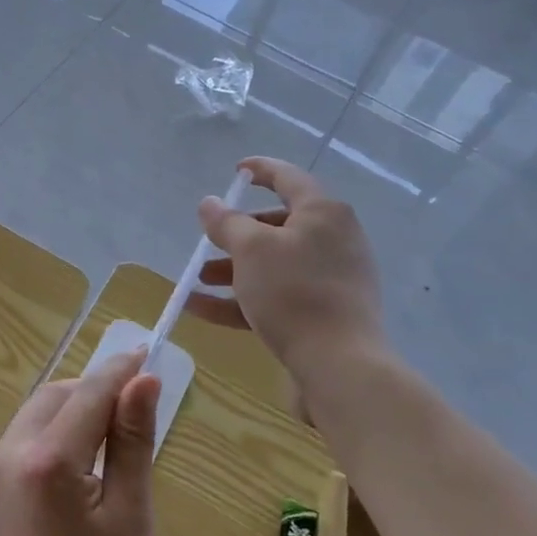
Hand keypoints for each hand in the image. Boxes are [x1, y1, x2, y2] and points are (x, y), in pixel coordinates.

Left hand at [0, 352, 160, 535]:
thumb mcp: (130, 517)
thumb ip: (133, 442)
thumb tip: (143, 381)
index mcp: (47, 460)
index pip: (88, 394)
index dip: (120, 371)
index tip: (146, 352)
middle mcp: (8, 456)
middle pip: (54, 397)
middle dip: (91, 389)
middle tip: (132, 403)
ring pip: (34, 417)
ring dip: (70, 412)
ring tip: (109, 434)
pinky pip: (20, 445)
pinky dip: (51, 438)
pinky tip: (76, 467)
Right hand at [187, 156, 383, 366]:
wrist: (339, 365)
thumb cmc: (294, 292)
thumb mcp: (251, 250)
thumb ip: (226, 223)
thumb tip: (209, 203)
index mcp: (323, 213)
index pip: (289, 178)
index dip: (261, 170)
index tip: (237, 171)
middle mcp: (333, 240)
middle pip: (278, 226)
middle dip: (236, 234)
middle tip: (209, 240)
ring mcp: (331, 279)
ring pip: (274, 264)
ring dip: (233, 270)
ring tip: (197, 280)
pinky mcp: (324, 313)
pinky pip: (276, 296)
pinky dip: (241, 299)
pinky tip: (201, 309)